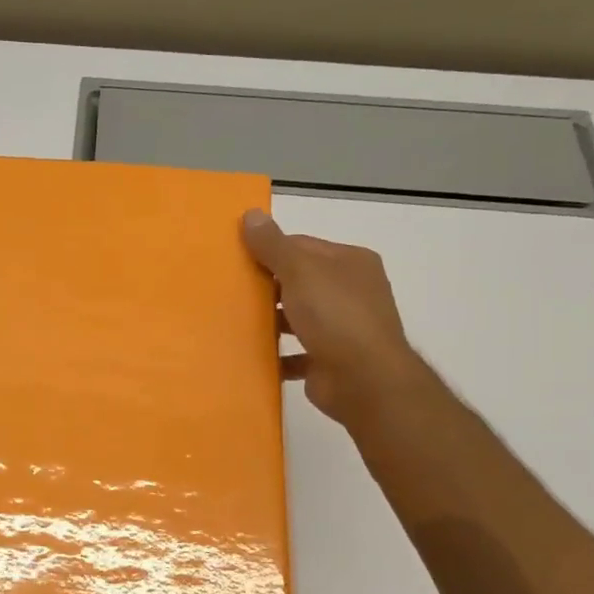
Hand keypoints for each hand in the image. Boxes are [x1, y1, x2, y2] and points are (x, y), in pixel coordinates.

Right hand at [241, 209, 419, 426]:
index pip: (303, 246)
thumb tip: (251, 213)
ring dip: (271, 322)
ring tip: (234, 322)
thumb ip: (273, 245)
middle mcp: (352, 291)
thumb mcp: (300, 271)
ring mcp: (344, 328)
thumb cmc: (335, 316)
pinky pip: (297, 353)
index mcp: (351, 263)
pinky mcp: (332, 360)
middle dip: (267, 287)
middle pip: (300, 282)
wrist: (364, 380)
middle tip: (229, 291)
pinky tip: (252, 355)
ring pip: (299, 318)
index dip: (270, 251)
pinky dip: (277, 354)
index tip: (236, 259)